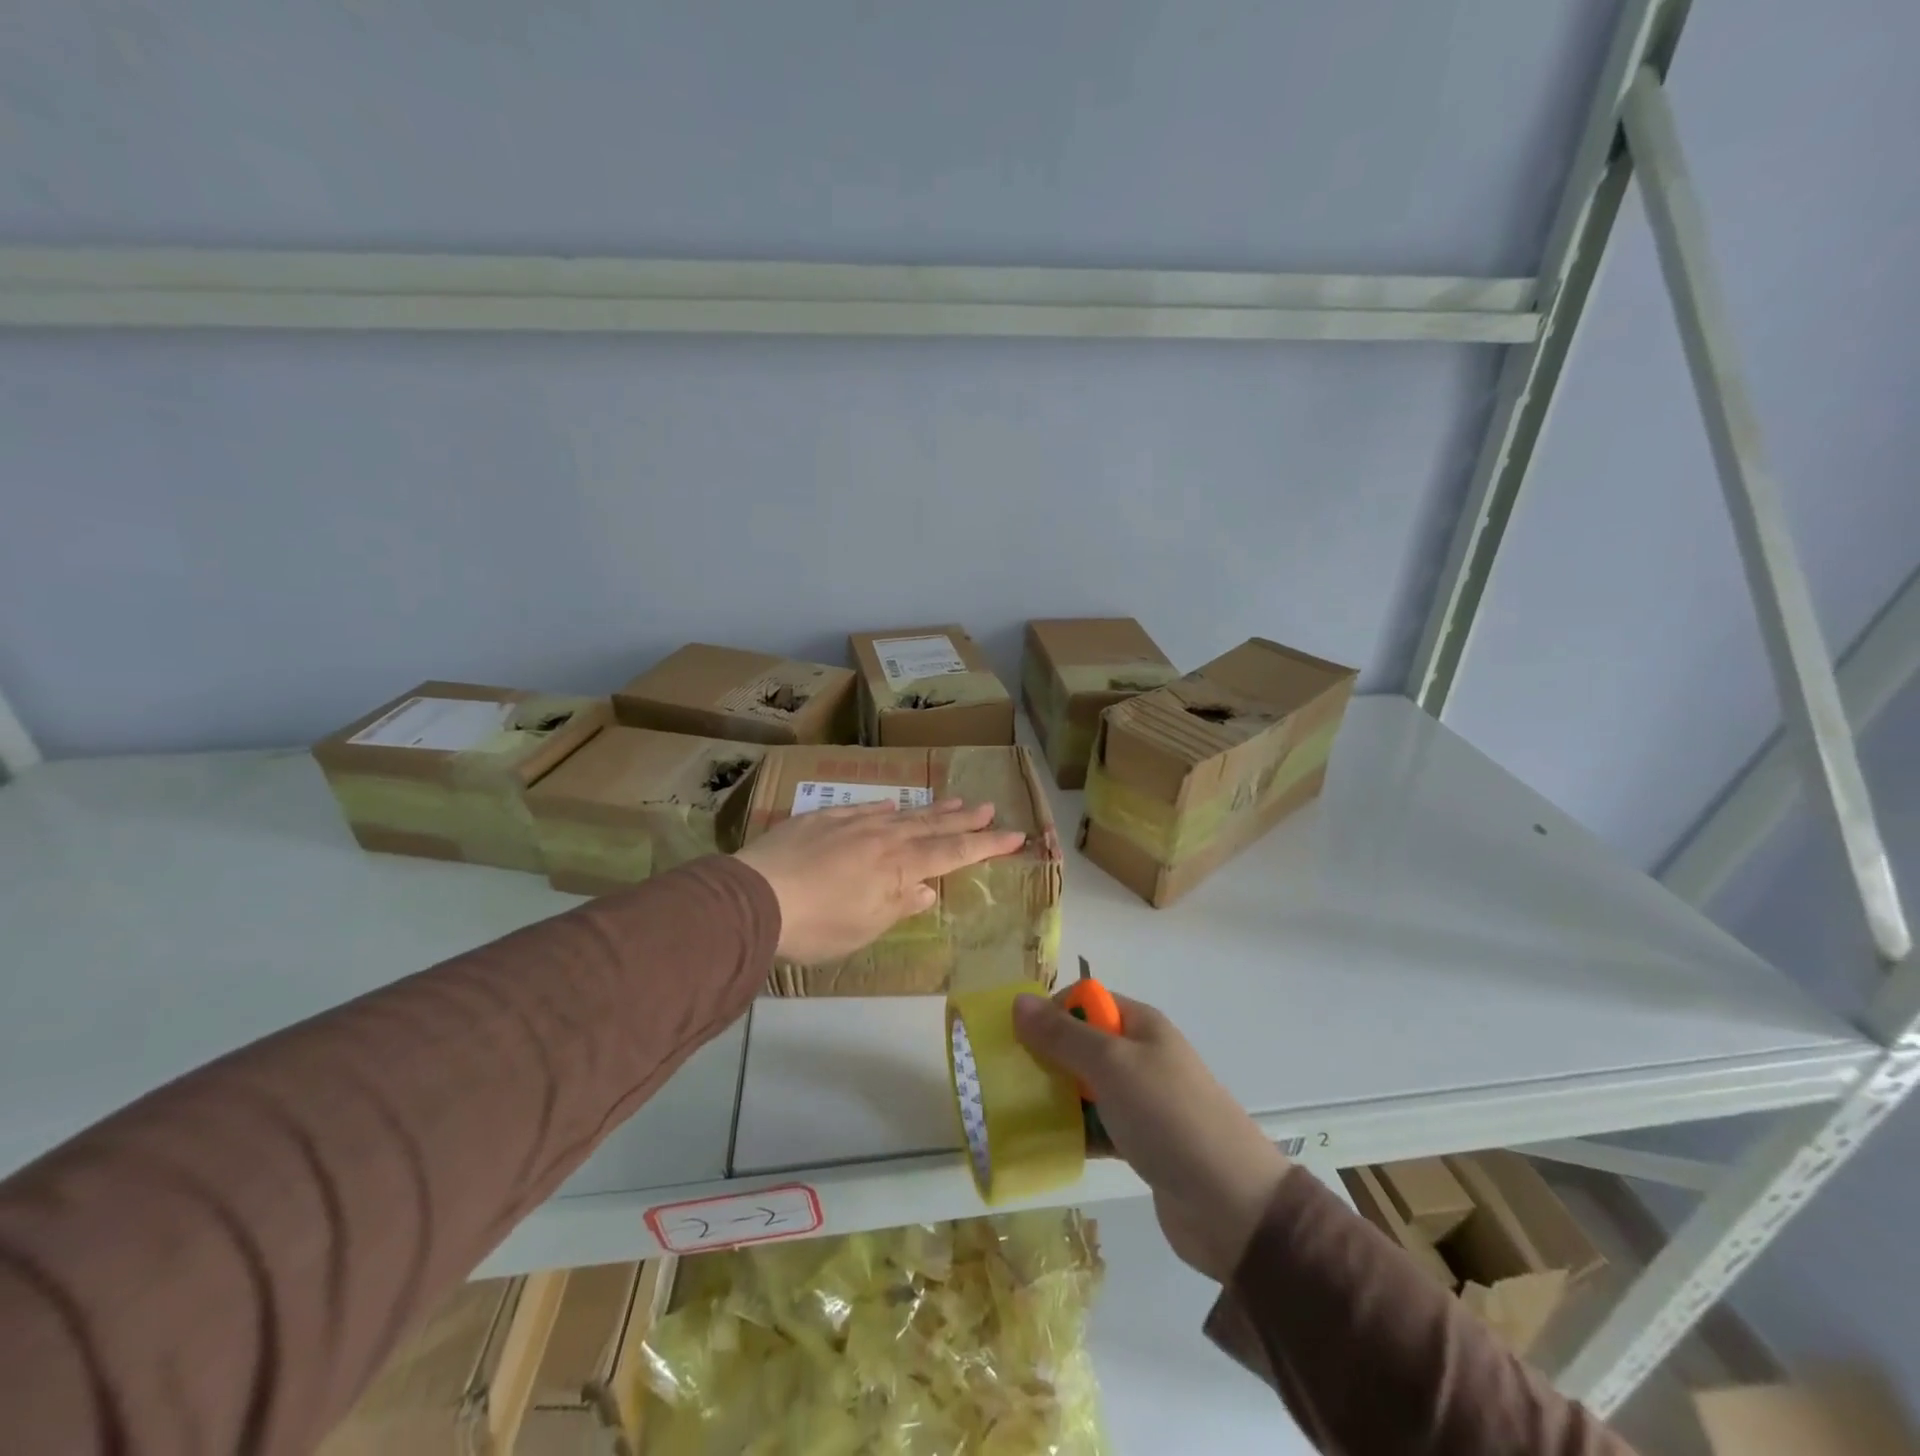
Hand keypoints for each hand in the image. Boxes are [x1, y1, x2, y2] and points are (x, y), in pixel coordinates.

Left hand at [735, 799, 1026, 962]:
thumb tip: (926, 889)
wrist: (755, 897)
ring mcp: (852, 823)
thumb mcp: (864, 928)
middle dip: (965, 819)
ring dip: (932, 808)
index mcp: (898, 867)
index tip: (1014, 835)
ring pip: (903, 812)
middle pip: (933, 825)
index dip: (986, 845)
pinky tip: (894, 803)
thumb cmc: (815, 926)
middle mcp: (883, 838)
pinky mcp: (823, 818)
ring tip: (956, 800)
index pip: (953, 853)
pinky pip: (865, 807)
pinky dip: (886, 806)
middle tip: (990, 807)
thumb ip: (898, 905)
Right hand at [1013, 990, 1291, 1283]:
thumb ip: (1062, 1035)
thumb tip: (1018, 1001)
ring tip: (1015, 1114)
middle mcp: (1141, 1056)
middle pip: (1082, 1044)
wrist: (1232, 1206)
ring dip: (1056, 1098)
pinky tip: (1044, 1146)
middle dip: (1047, 1057)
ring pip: (1086, 1088)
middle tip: (1009, 1079)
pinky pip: (1097, 1127)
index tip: (1018, 1040)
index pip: (1086, 1001)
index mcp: (1140, 1025)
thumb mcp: (1111, 1065)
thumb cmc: (1169, 1117)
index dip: (1052, 1012)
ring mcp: (1143, 1102)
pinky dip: (1074, 1133)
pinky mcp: (1141, 1144)